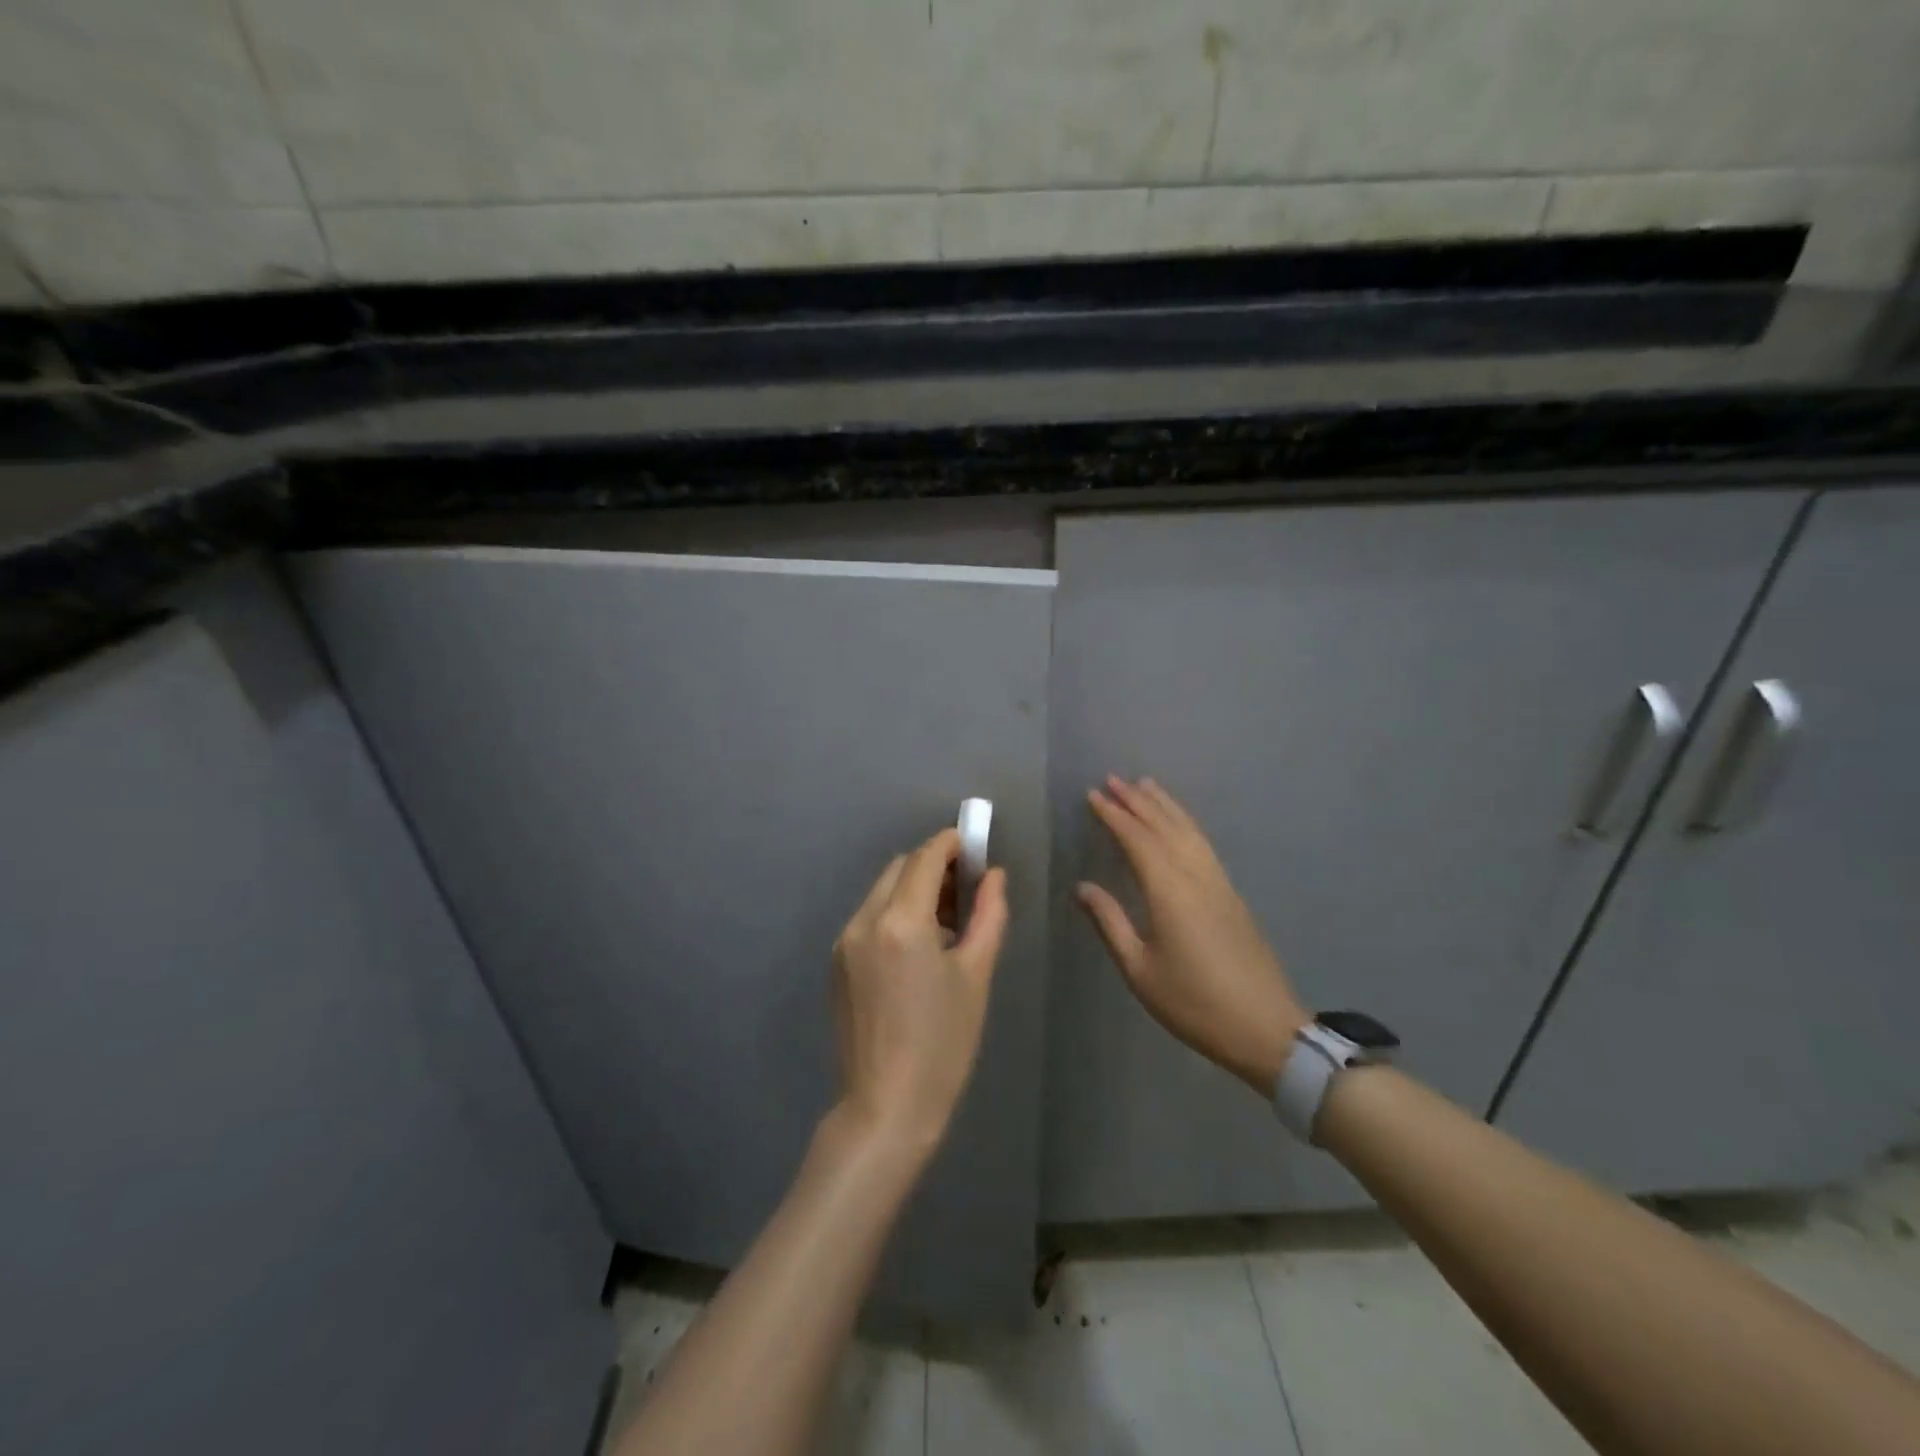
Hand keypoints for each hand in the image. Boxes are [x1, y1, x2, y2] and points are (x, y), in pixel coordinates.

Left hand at [832, 827, 1009, 1157]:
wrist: (886, 1105)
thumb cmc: (943, 1043)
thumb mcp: (976, 975)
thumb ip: (989, 915)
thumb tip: (994, 875)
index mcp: (900, 922)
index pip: (925, 858)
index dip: (951, 844)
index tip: (973, 847)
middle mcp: (863, 921)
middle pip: (899, 868)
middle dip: (932, 866)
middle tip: (965, 890)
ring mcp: (843, 941)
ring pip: (881, 891)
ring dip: (912, 889)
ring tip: (945, 924)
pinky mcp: (836, 962)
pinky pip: (868, 917)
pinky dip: (894, 913)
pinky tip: (916, 949)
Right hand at [1077, 776, 1306, 1095]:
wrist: (1265, 1028)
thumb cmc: (1194, 1003)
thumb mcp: (1140, 970)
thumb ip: (1110, 923)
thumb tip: (1082, 887)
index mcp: (1170, 891)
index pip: (1137, 840)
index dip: (1114, 815)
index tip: (1093, 795)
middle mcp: (1196, 876)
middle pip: (1164, 826)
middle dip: (1137, 800)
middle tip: (1113, 779)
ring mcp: (1219, 882)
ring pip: (1189, 830)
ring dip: (1165, 805)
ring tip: (1145, 785)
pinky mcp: (1231, 894)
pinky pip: (1203, 844)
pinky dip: (1185, 823)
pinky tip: (1179, 824)